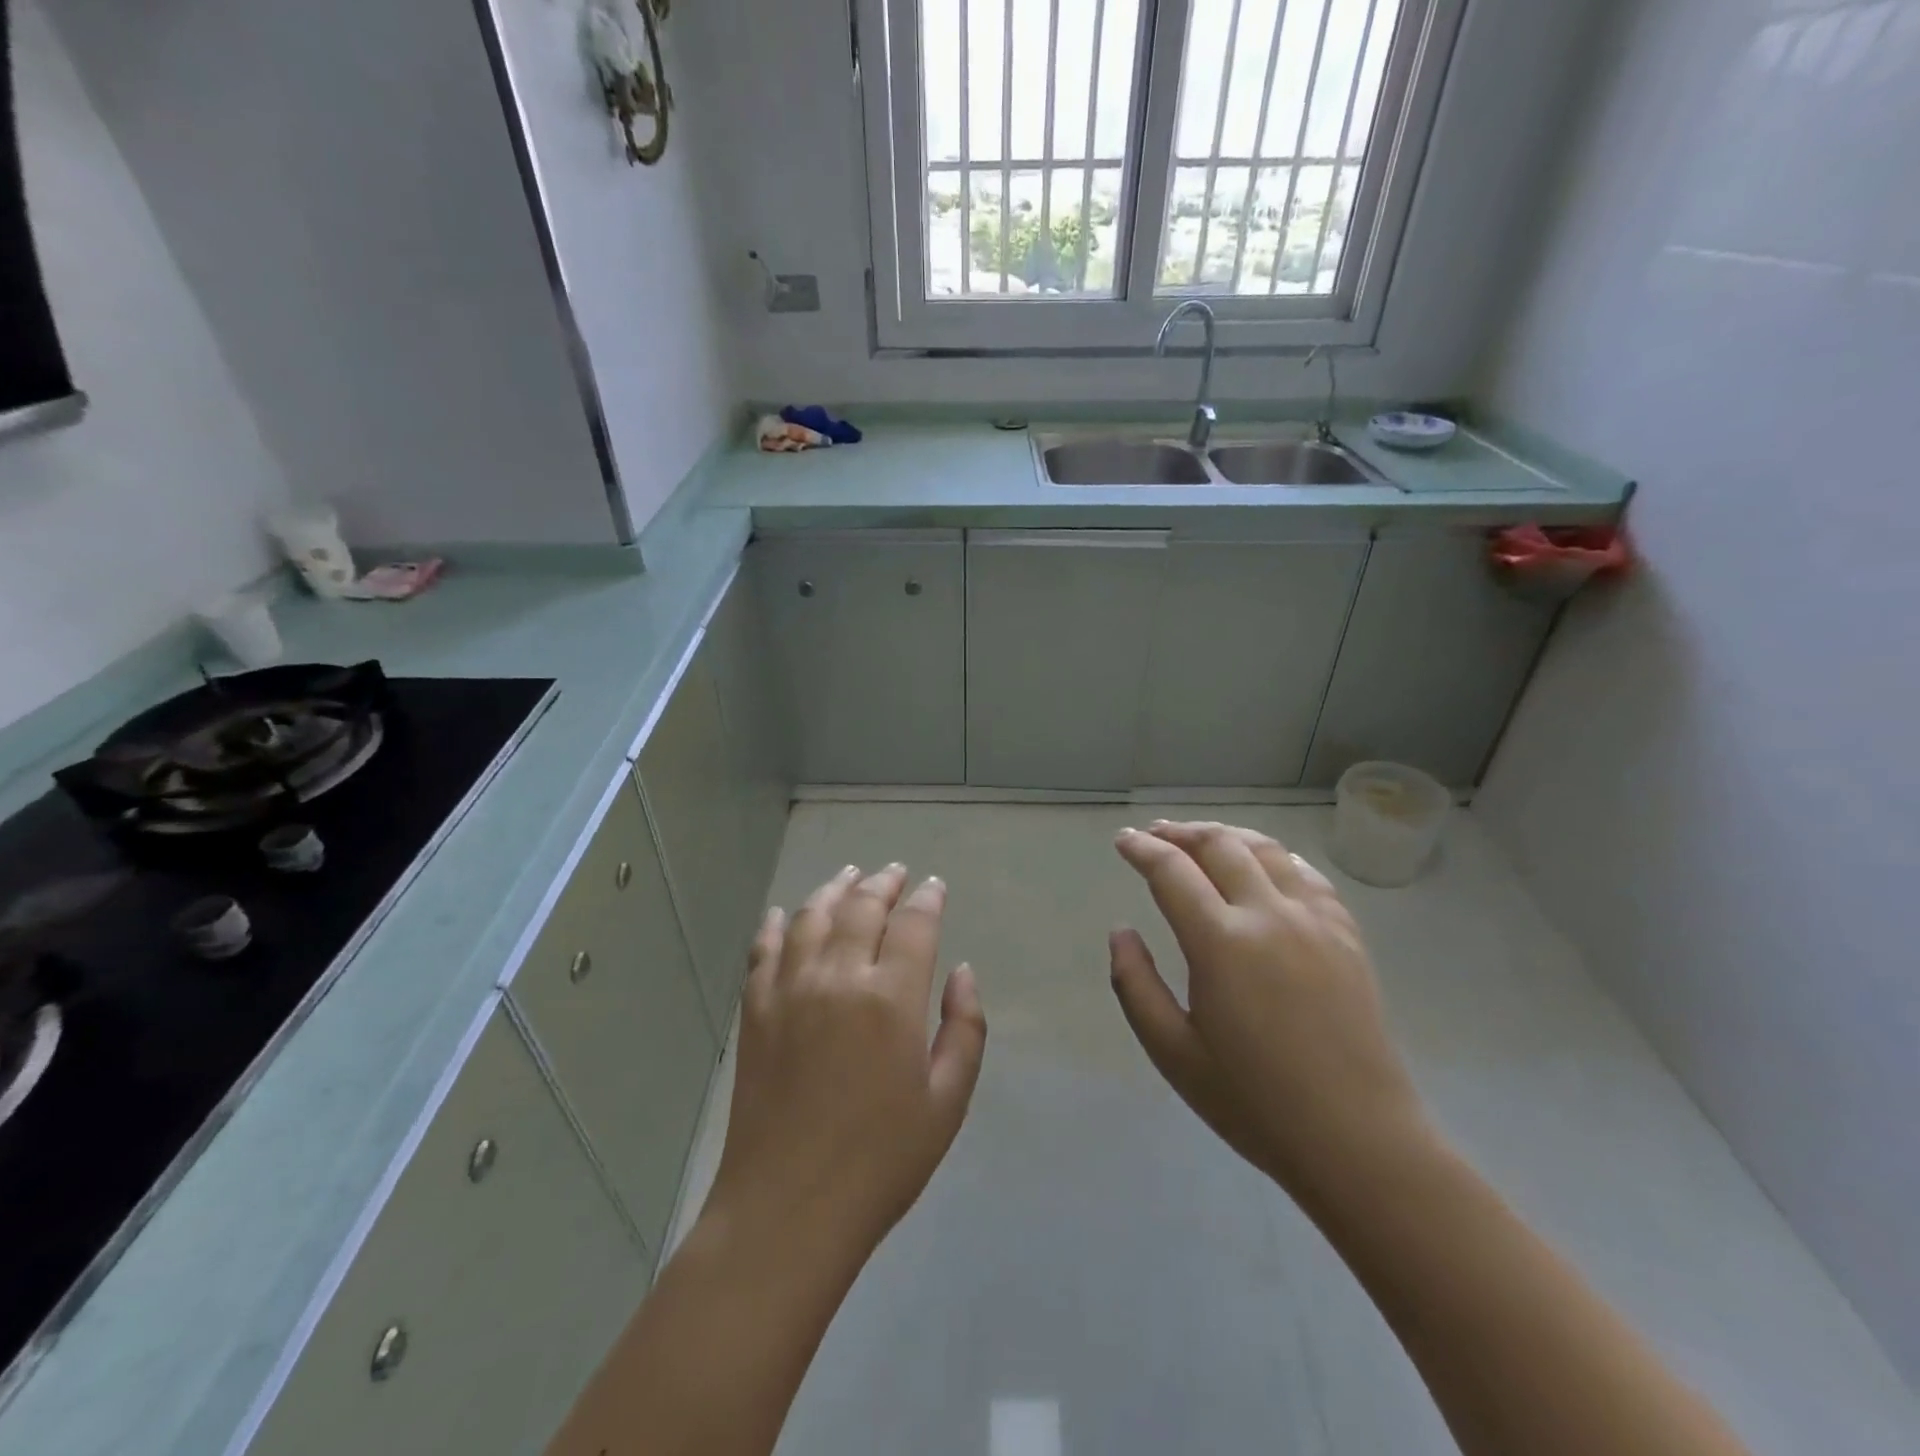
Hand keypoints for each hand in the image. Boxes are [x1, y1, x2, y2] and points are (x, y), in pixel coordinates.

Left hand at [706, 864, 987, 1264]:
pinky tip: (781, 914)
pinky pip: (762, 949)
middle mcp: (838, 977)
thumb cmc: (881, 1160)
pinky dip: (774, 924)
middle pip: (862, 907)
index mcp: (891, 998)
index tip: (935, 887)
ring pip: (811, 916)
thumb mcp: (947, 1102)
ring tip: (849, 875)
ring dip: (834, 889)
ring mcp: (789, 989)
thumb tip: (963, 971)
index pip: (914, 924)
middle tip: (896, 873)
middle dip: (884, 883)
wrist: (788, 1207)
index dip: (928, 899)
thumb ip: (964, 1028)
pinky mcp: (755, 1010)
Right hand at [1109, 821, 1430, 1204]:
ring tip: (1202, 838)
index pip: (1172, 871)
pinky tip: (1264, 863)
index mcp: (1220, 943)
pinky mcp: (1346, 934)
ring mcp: (1314, 920)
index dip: (1142, 849)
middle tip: (1155, 834)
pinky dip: (1274, 855)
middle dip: (1180, 832)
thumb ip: (1135, 984)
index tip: (1122, 839)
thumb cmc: (1254, 1102)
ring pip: (1265, 849)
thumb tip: (1121, 932)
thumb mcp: (1173, 1052)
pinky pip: (1307, 874)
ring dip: (1226, 835)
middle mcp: (1268, 915)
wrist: (1358, 1140)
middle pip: (1219, 846)